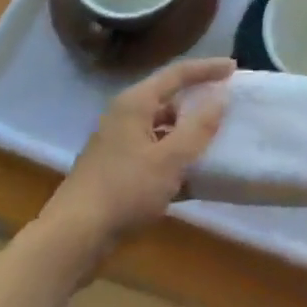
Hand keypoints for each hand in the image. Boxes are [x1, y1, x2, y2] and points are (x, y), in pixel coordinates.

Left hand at [41, 57, 233, 258]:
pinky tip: (193, 177)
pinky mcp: (117, 170)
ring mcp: (118, 144)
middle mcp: (125, 116)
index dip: (207, 69)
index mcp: (136, 103)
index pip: (177, 74)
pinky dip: (174, 158)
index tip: (234, 68)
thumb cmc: (124, 191)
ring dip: (187, 134)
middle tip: (226, 104)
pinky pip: (153, 154)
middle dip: (197, 102)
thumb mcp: (169, 160)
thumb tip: (222, 96)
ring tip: (216, 141)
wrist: (73, 238)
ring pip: (161, 129)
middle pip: (168, 99)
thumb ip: (198, 128)